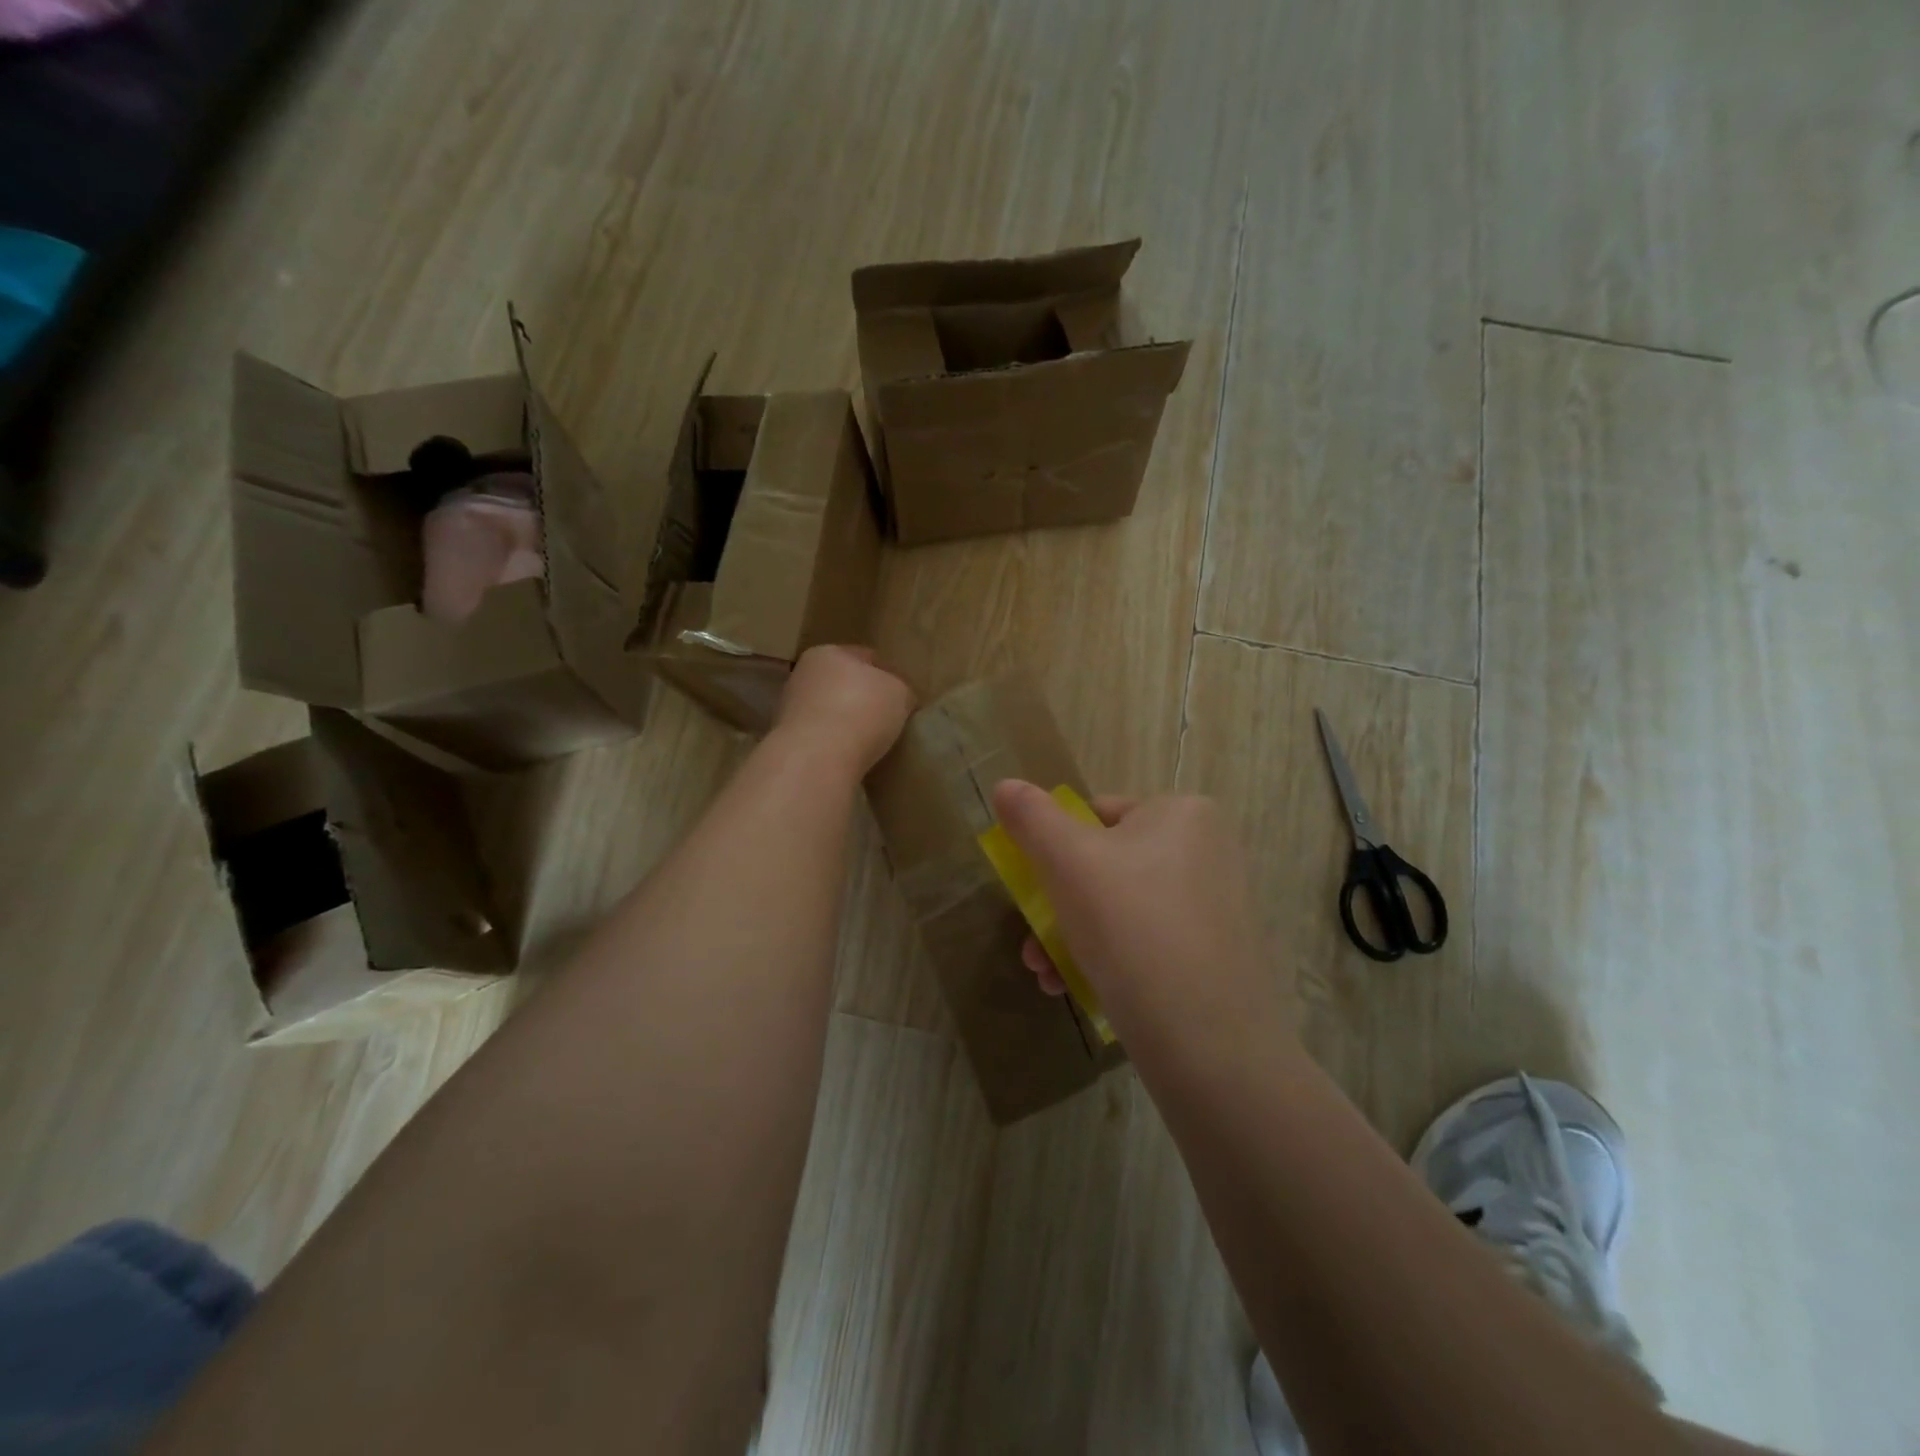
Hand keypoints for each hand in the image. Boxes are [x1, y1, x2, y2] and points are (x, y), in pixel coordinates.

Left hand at [772, 646, 914, 776]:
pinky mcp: (788, 740)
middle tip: (886, 717)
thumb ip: (900, 689)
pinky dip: (834, 743)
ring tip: (870, 740)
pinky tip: (850, 755)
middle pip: (842, 683)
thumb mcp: (900, 693)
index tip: (901, 695)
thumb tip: (898, 697)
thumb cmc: (862, 712)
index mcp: (828, 653)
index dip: (887, 674)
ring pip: (829, 710)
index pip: (865, 657)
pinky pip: (821, 737)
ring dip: (846, 721)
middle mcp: (803, 675)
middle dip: (862, 697)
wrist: (817, 759)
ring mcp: (790, 709)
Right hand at [990, 780, 1292, 1052]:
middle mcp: (1207, 852)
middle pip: (1105, 866)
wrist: (1209, 1044)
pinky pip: (1147, 943)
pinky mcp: (1216, 957)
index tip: (1032, 889)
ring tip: (1044, 976)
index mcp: (1182, 814)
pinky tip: (1076, 990)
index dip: (1055, 848)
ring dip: (1071, 938)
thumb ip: (1031, 818)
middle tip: (1031, 945)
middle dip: (1057, 907)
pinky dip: (1108, 960)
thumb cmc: (1132, 927)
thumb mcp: (1068, 862)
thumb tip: (1006, 786)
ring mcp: (1215, 907)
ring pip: (1120, 910)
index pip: (1098, 814)